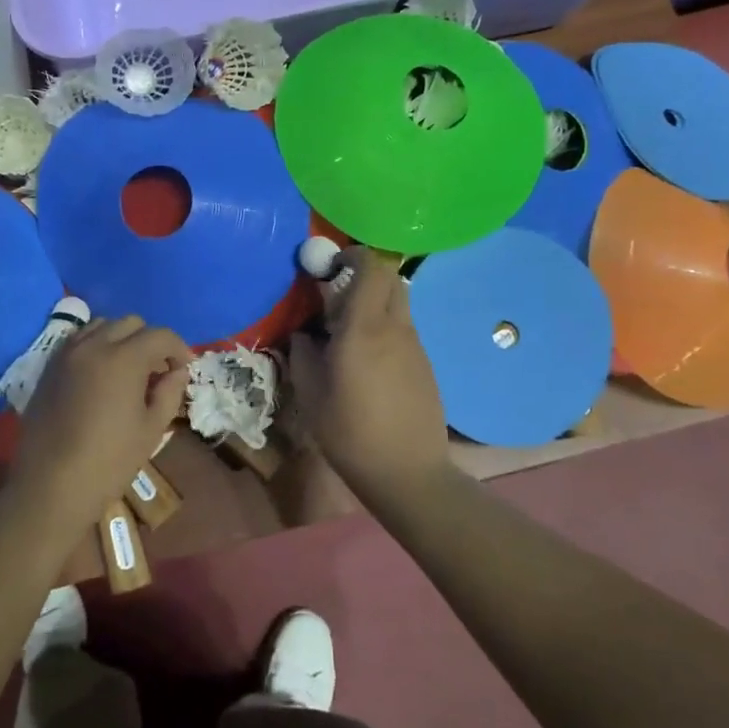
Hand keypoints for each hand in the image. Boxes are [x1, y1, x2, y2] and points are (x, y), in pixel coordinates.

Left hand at [14, 316, 190, 526]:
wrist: (51, 486)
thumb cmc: (109, 461)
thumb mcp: (151, 429)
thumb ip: (169, 392)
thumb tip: (177, 372)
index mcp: (123, 358)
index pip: (160, 336)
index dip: (179, 349)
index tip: (185, 370)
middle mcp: (93, 345)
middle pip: (131, 324)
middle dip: (150, 341)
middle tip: (158, 371)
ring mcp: (66, 354)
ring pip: (101, 326)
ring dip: (121, 339)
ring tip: (128, 369)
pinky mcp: (49, 367)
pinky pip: (78, 341)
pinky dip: (95, 346)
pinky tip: (100, 375)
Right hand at [287, 248, 449, 499]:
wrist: (408, 472)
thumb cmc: (350, 432)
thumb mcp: (310, 393)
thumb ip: (303, 353)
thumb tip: (303, 334)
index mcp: (364, 327)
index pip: (372, 267)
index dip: (353, 255)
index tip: (330, 266)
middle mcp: (395, 327)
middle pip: (390, 279)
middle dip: (365, 276)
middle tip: (337, 297)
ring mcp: (415, 346)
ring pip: (398, 305)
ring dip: (374, 305)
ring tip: (348, 335)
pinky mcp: (425, 365)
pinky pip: (403, 331)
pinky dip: (385, 330)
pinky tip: (368, 365)